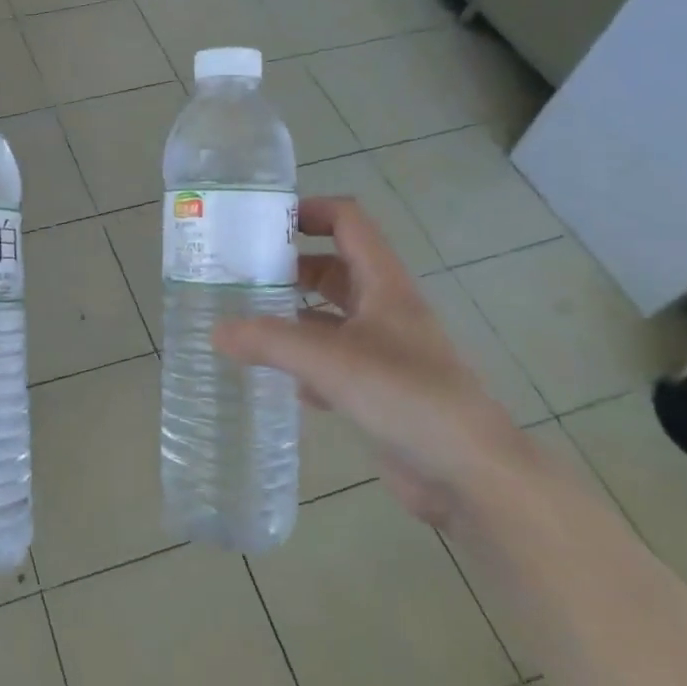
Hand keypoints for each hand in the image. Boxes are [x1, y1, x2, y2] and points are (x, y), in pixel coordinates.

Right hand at [214, 196, 529, 526]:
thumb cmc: (407, 397)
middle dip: (289, 267)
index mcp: (384, 284)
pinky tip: (280, 382)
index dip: (309, 211)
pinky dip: (305, 366)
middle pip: (333, 269)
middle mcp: (384, 310)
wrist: (470, 474)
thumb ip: (270, 341)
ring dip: (293, 318)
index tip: (261, 222)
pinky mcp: (379, 391)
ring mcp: (384, 352)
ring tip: (245, 324)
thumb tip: (216, 331)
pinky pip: (333, 364)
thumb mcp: (331, 360)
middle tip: (240, 276)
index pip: (348, 222)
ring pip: (330, 319)